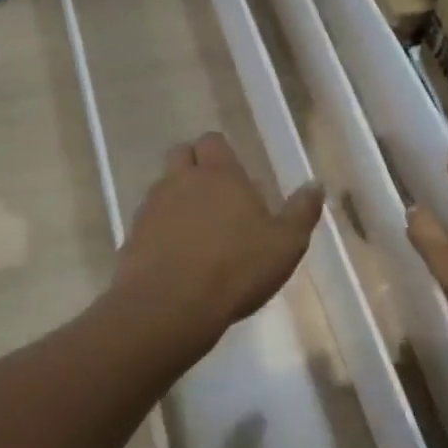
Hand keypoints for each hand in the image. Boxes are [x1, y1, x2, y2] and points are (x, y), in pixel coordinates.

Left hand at [112, 133, 324, 345]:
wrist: (169, 307)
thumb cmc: (236, 268)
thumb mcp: (285, 244)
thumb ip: (301, 211)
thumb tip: (315, 184)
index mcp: (220, 174)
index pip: (214, 141)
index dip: (222, 153)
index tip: (237, 176)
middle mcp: (181, 181)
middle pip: (181, 155)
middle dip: (195, 166)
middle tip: (216, 196)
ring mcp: (152, 207)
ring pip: (163, 188)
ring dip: (177, 199)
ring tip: (197, 231)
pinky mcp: (132, 237)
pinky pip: (148, 222)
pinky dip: (161, 230)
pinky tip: (176, 256)